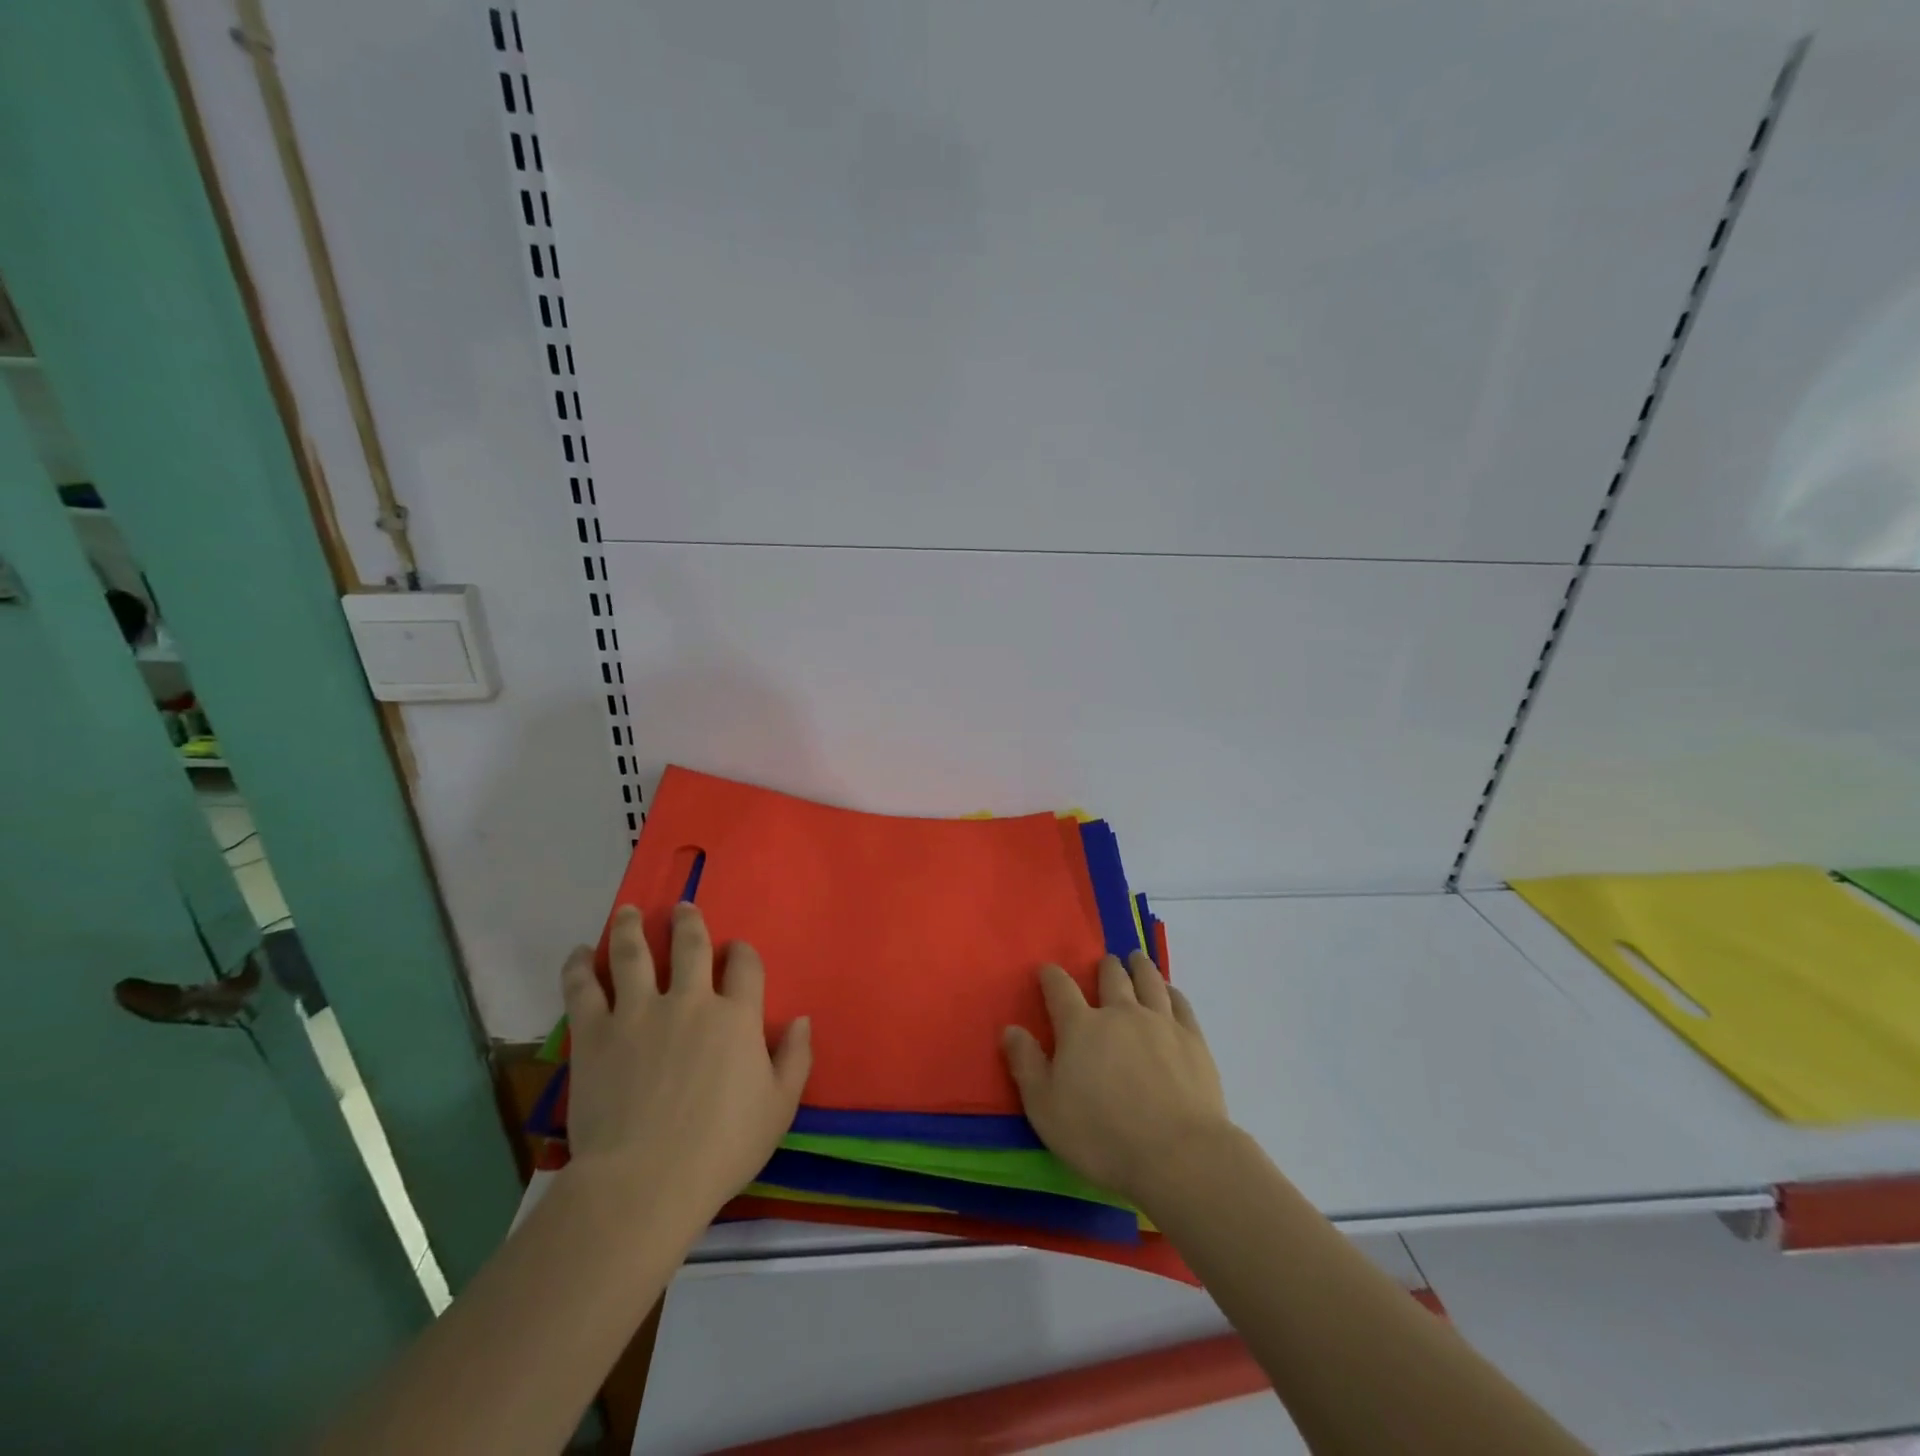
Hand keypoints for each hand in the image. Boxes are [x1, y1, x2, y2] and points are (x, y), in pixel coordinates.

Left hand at [558, 903, 811, 1232]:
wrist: (645, 1182)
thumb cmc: (721, 1148)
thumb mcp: (779, 1108)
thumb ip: (795, 1058)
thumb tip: (803, 1019)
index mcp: (737, 1016)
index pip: (745, 964)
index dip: (742, 952)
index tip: (736, 951)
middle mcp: (690, 1001)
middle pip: (690, 945)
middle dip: (687, 922)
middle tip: (681, 908)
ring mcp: (639, 1013)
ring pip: (634, 954)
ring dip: (632, 927)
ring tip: (630, 911)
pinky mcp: (596, 1034)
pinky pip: (584, 988)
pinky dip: (580, 966)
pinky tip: (580, 952)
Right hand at [1002, 952, 1227, 1204]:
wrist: (1177, 1154)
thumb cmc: (1102, 1135)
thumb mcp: (1046, 1108)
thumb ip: (1026, 1065)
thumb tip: (1010, 1029)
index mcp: (1081, 1027)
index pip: (1060, 988)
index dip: (1051, 976)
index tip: (1046, 971)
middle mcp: (1120, 1013)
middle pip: (1111, 977)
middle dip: (1105, 967)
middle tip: (1104, 964)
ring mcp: (1160, 1022)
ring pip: (1149, 981)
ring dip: (1140, 967)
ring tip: (1136, 960)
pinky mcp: (1192, 1039)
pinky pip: (1180, 1003)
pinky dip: (1172, 992)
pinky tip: (1170, 992)